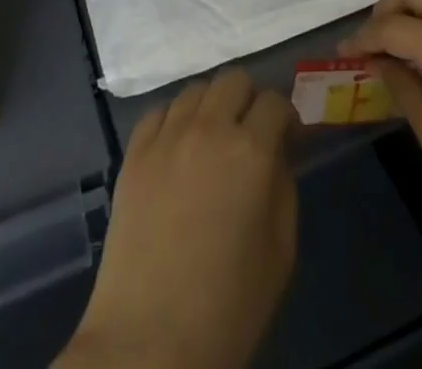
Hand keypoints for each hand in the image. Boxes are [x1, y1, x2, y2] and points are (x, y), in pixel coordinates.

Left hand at [59, 70, 296, 368]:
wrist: (149, 344)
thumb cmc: (227, 308)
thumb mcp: (280, 251)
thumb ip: (283, 186)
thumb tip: (278, 151)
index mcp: (251, 151)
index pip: (276, 101)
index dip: (286, 118)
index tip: (287, 139)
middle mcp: (208, 129)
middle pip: (234, 79)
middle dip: (249, 100)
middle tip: (250, 135)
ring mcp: (166, 137)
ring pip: (196, 89)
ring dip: (212, 106)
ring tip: (212, 141)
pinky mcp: (134, 153)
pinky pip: (159, 111)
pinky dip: (175, 119)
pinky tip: (178, 149)